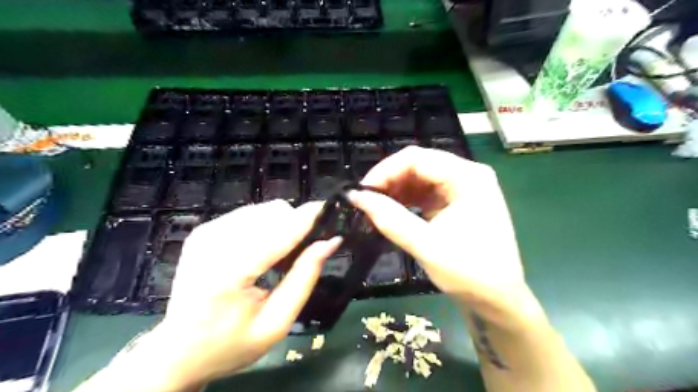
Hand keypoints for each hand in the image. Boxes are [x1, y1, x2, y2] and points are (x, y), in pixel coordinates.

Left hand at [142, 200, 339, 389]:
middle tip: (303, 251)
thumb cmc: (231, 344)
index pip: (280, 233)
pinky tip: (261, 250)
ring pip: (263, 209)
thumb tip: (330, 242)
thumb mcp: (276, 323)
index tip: (332, 209)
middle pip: (273, 212)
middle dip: (296, 225)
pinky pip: (248, 214)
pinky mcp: (203, 230)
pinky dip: (264, 227)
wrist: (178, 351)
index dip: (309, 218)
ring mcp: (205, 233)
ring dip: (281, 225)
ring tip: (280, 255)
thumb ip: (305, 278)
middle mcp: (214, 243)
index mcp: (229, 273)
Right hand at [349, 145, 544, 329]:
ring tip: (375, 207)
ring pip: (420, 176)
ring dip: (396, 189)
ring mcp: (463, 187)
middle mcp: (467, 174)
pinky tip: (392, 210)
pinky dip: (406, 199)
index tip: (361, 192)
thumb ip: (389, 218)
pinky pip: (426, 191)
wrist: (498, 300)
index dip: (384, 171)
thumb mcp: (426, 245)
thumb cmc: (469, 273)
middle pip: (419, 164)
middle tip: (366, 200)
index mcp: (468, 177)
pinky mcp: (457, 201)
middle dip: (389, 180)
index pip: (417, 158)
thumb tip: (356, 196)